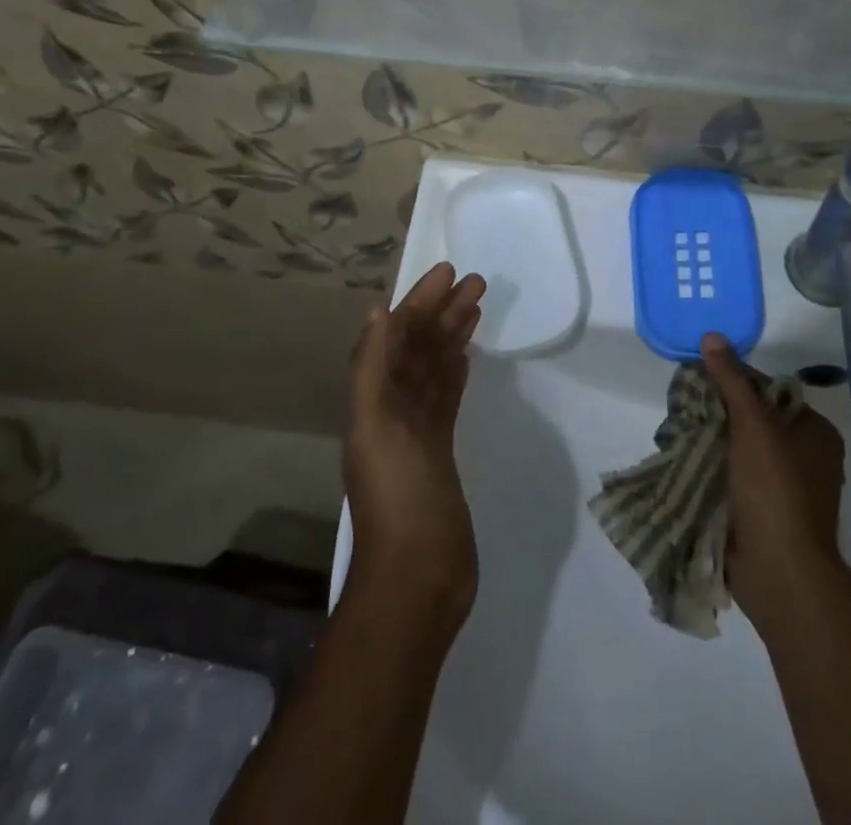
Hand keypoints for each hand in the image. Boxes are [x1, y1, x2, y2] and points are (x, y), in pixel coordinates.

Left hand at [345, 262, 486, 625]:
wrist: (418, 577)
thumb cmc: (398, 499)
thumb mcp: (376, 429)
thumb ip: (372, 369)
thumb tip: (378, 311)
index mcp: (373, 400)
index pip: (397, 336)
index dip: (418, 302)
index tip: (448, 272)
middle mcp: (391, 409)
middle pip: (418, 347)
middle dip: (442, 311)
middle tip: (477, 281)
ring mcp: (417, 431)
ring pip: (435, 369)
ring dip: (453, 335)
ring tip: (478, 304)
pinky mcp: (440, 451)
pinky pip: (446, 398)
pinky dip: (454, 372)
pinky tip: (467, 354)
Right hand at [701, 334, 848, 634]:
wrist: (780, 572)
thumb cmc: (775, 489)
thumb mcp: (753, 424)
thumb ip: (732, 380)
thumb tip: (712, 336)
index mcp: (815, 432)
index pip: (768, 389)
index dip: (733, 378)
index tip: (698, 376)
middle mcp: (805, 457)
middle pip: (752, 418)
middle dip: (717, 411)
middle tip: (682, 403)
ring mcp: (784, 488)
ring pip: (739, 449)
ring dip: (710, 441)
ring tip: (676, 429)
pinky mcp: (763, 513)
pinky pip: (733, 477)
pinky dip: (712, 469)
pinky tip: (684, 460)